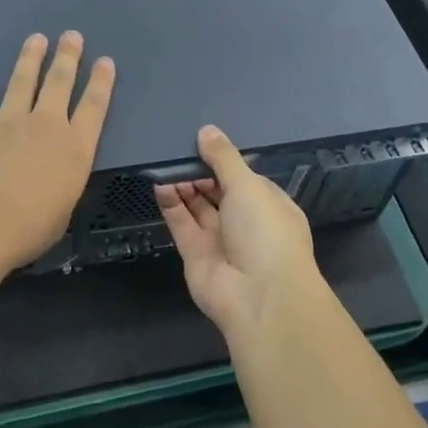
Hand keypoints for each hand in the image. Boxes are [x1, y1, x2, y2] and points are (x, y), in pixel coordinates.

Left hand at [0, 32, 115, 271]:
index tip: (105, 61)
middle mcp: (45, 126)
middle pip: (60, 83)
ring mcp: (8, 122)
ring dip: (30, 58)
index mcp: (75, 149)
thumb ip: (62, 186)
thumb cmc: (27, 230)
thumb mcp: (62, 212)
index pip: (94, 107)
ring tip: (36, 39)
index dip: (101, 82)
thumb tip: (57, 180)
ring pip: (22, 81)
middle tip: (72, 36)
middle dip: (68, 57)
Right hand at [156, 126, 321, 343]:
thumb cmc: (265, 231)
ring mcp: (220, 239)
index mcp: (268, 205)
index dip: (224, 161)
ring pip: (198, 206)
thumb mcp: (248, 185)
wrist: (259, 297)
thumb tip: (207, 130)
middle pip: (218, 190)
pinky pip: (181, 223)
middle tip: (176, 148)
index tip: (201, 142)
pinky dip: (170, 204)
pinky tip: (159, 183)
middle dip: (200, 171)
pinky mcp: (196, 254)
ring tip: (164, 160)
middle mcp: (245, 222)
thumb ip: (224, 157)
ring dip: (183, 184)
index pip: (244, 177)